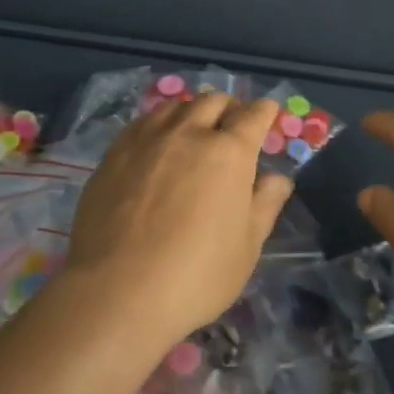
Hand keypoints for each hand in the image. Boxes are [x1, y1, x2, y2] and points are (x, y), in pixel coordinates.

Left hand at [64, 95, 293, 345]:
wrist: (117, 291)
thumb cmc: (196, 275)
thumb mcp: (247, 247)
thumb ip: (265, 204)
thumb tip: (278, 178)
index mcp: (229, 152)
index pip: (254, 115)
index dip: (265, 111)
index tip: (268, 113)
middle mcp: (189, 133)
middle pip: (213, 101)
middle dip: (229, 108)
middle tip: (232, 127)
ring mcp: (147, 139)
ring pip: (176, 106)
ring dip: (193, 111)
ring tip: (194, 130)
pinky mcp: (115, 153)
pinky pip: (144, 122)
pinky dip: (160, 123)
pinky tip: (158, 143)